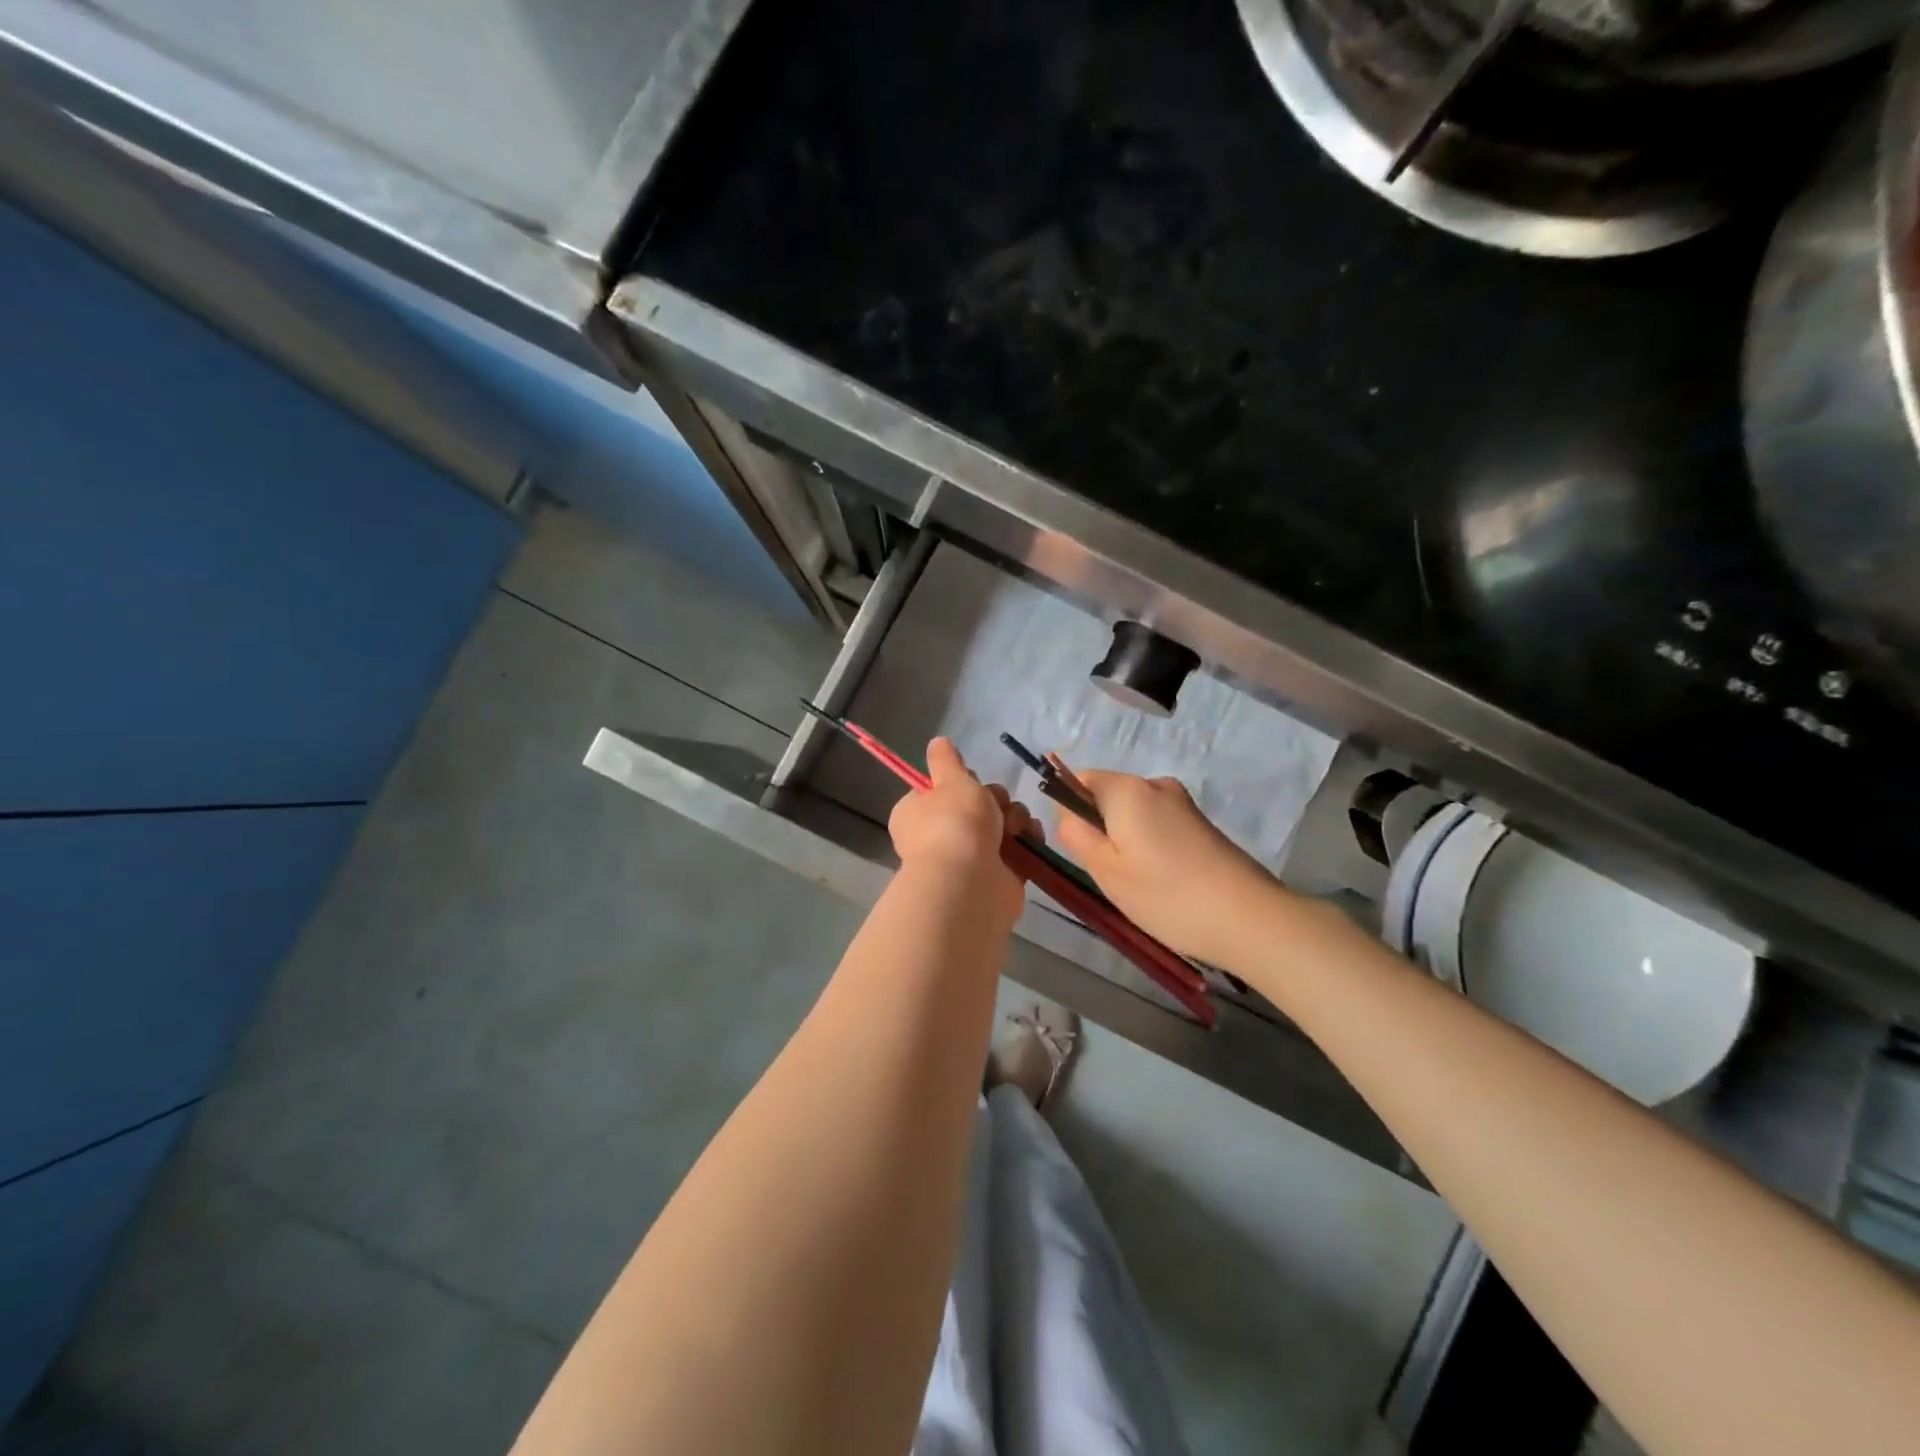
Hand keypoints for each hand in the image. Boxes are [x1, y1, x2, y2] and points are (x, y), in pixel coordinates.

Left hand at [888, 738, 1032, 927]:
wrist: (970, 881)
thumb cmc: (954, 823)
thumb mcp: (950, 779)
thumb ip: (946, 759)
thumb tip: (937, 742)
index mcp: (917, 813)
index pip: (940, 789)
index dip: (960, 782)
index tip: (969, 780)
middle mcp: (940, 835)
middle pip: (977, 803)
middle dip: (994, 799)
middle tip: (994, 805)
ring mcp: (970, 857)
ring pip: (1002, 822)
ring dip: (1015, 818)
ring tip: (1013, 827)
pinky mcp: (998, 874)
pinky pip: (1019, 847)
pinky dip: (1028, 840)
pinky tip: (1030, 838)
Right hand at [1052, 769, 1285, 968]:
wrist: (1249, 917)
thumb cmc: (1166, 894)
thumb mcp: (1105, 869)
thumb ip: (1076, 834)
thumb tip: (1067, 812)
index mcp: (1126, 788)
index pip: (1080, 780)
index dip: (1071, 811)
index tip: (1083, 850)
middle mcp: (1155, 784)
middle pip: (1108, 797)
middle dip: (1101, 829)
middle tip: (1110, 874)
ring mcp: (1182, 803)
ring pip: (1134, 815)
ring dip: (1127, 842)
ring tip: (1140, 885)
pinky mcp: (1201, 824)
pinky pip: (1158, 827)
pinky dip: (1151, 848)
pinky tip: (1164, 883)